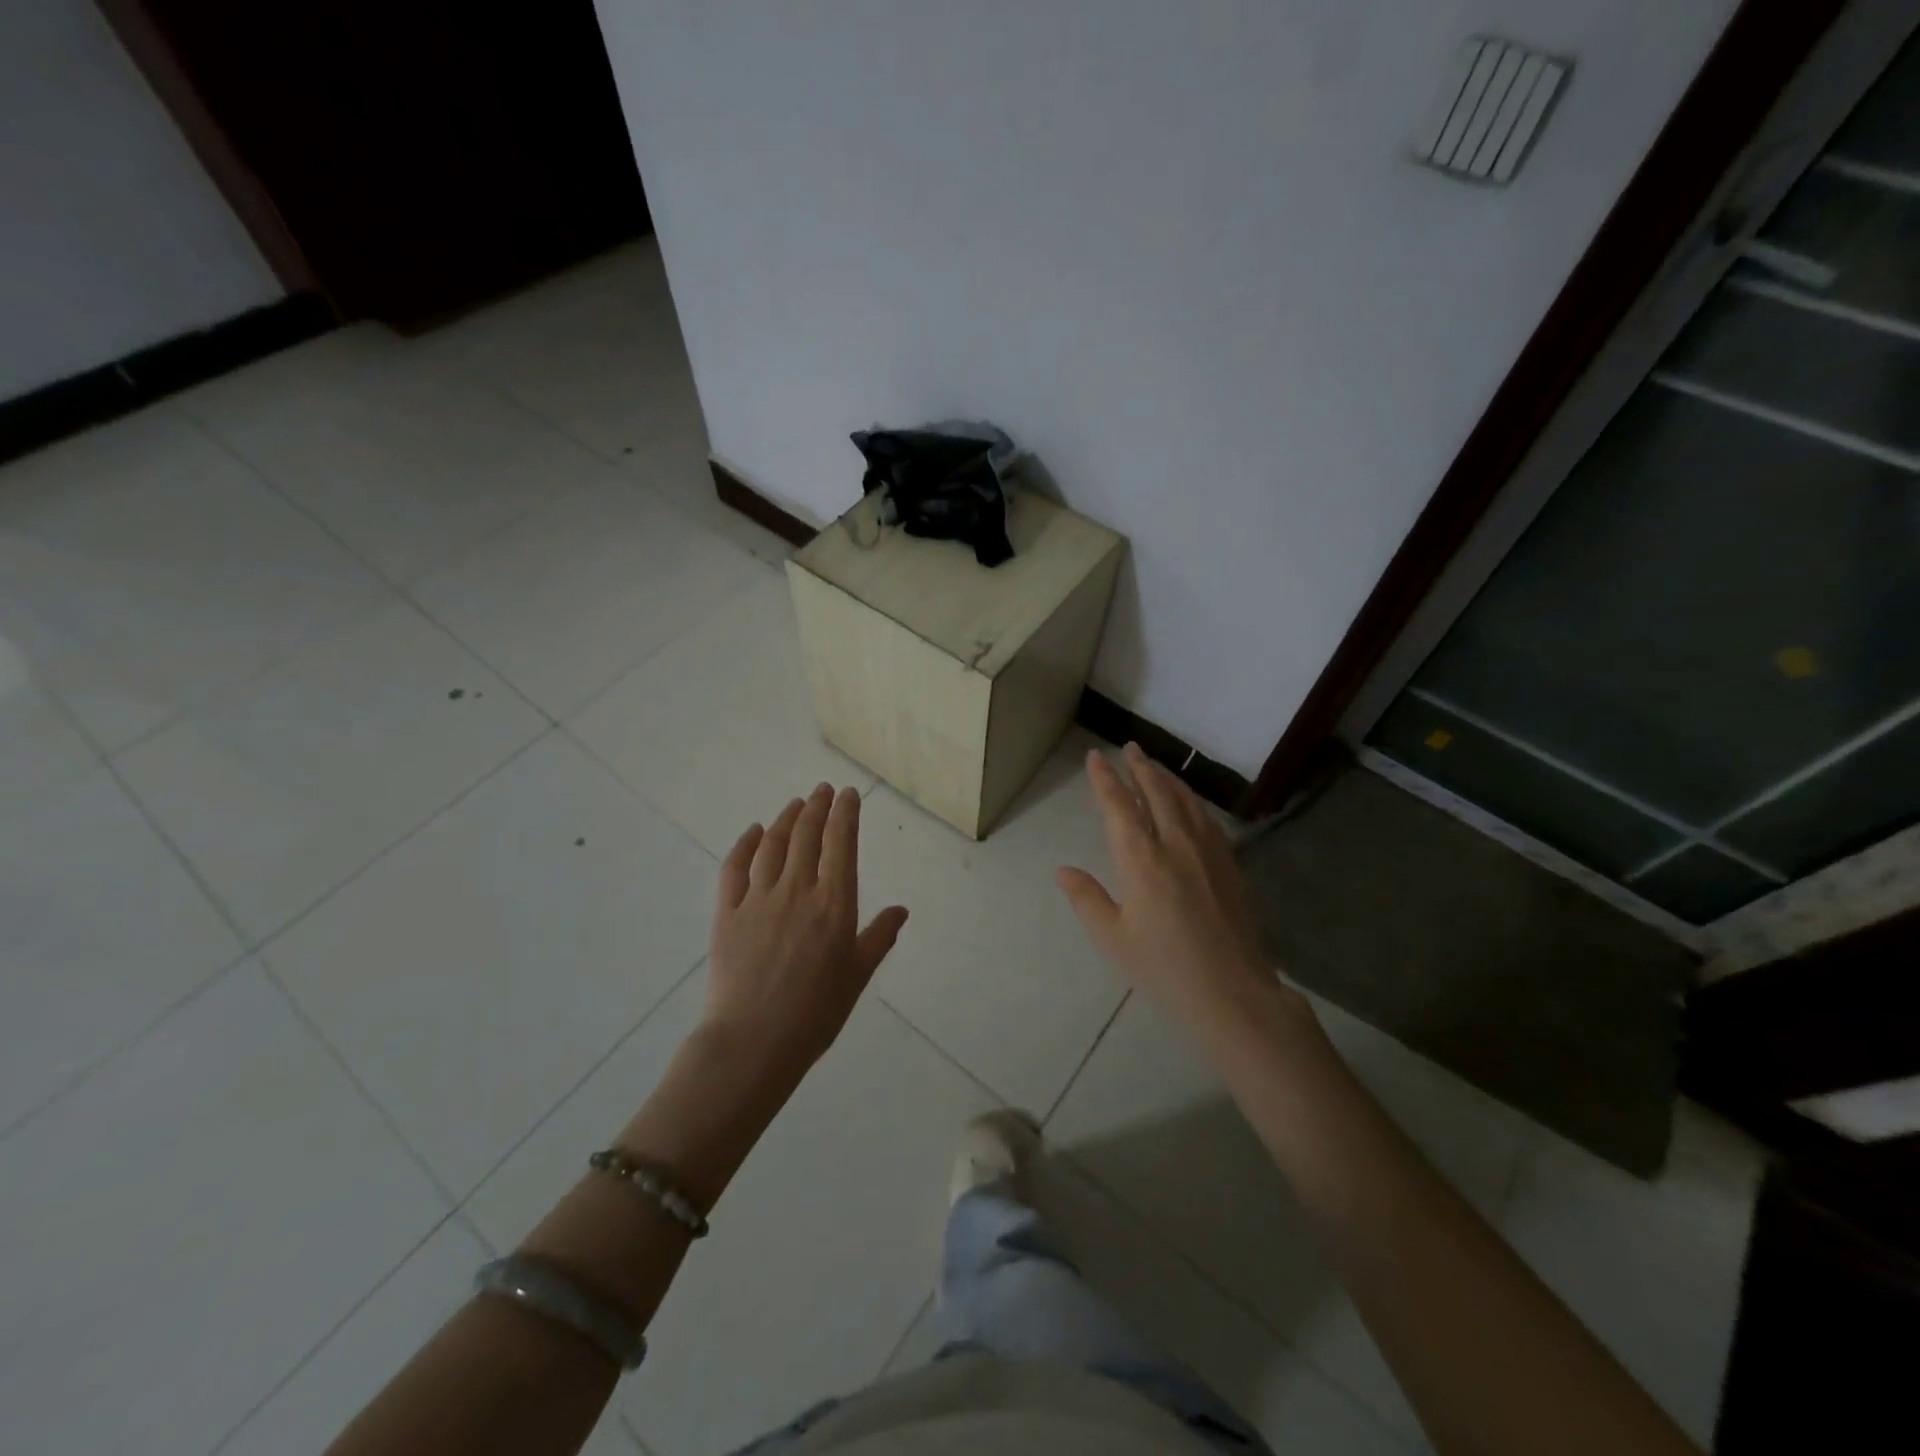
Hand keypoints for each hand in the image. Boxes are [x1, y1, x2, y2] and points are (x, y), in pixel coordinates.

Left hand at [705, 784, 908, 1082]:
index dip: (845, 813)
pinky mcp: (727, 913)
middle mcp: (797, 890)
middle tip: (822, 790)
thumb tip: (901, 910)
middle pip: (807, 835)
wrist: (753, 1041)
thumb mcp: (857, 976)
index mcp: (834, 903)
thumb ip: (878, 937)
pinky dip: (745, 844)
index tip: (848, 794)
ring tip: (796, 803)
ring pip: (773, 844)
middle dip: (817, 806)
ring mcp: (758, 899)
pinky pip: (734, 868)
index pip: (841, 843)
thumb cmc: (815, 1013)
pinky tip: (754, 832)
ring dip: (786, 818)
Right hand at [1057, 744, 1305, 1043]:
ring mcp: (1208, 851)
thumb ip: (1086, 898)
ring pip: (1184, 800)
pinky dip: (1190, 800)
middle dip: (1139, 767)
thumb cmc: (1164, 968)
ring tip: (1154, 766)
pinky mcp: (1230, 864)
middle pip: (1156, 792)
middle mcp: (1175, 844)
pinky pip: (1206, 818)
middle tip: (1129, 747)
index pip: (1119, 806)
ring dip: (1166, 778)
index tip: (1095, 757)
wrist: (1233, 992)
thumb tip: (1063, 870)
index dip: (1105, 779)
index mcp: (1141, 860)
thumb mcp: (1113, 938)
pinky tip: (1188, 803)